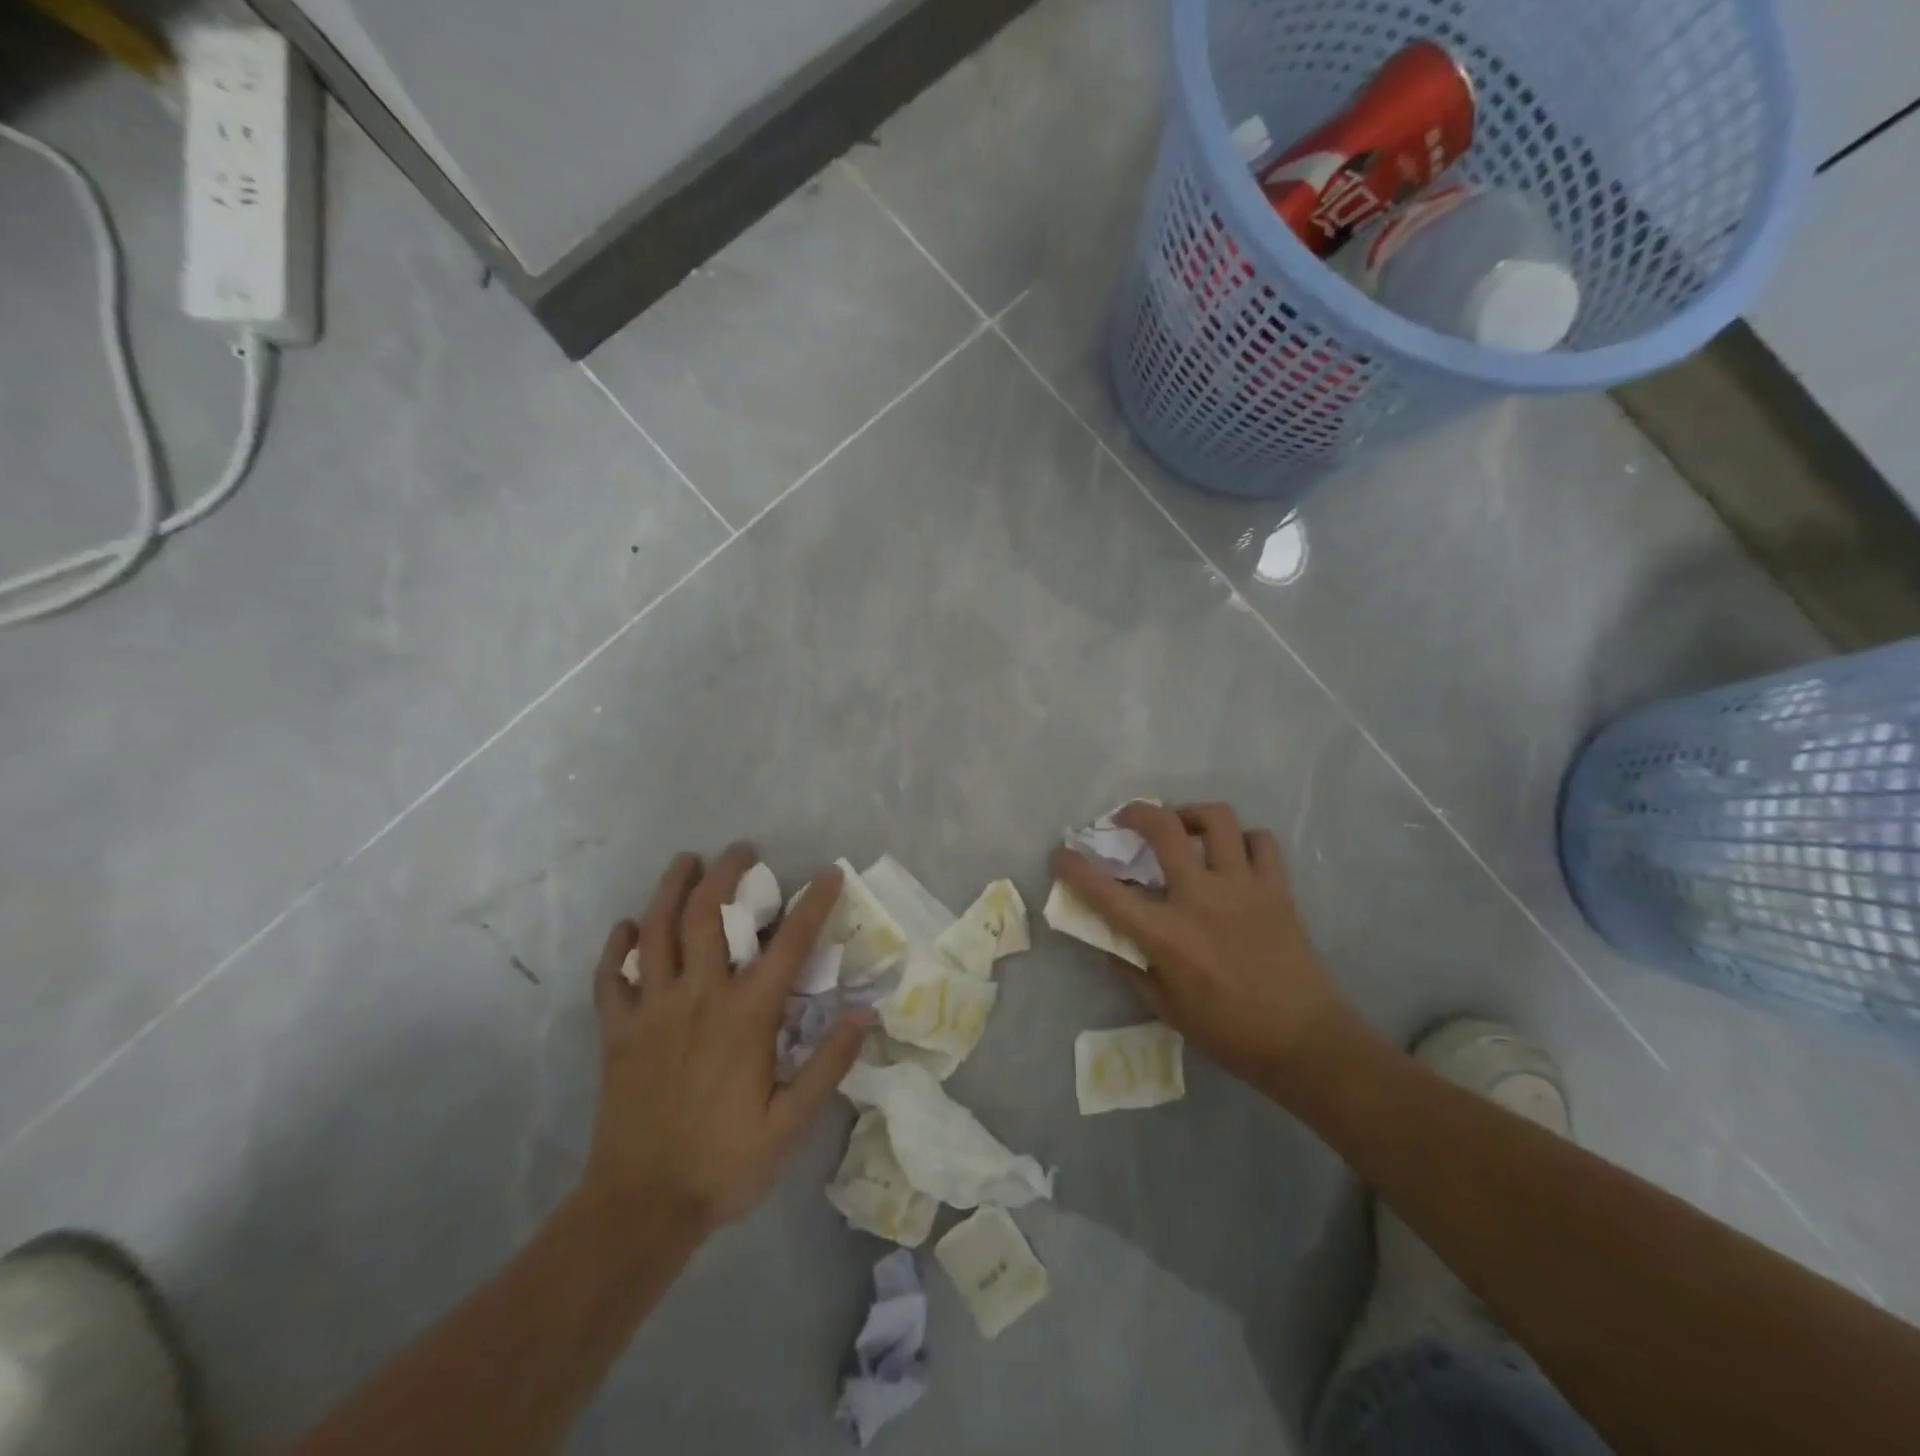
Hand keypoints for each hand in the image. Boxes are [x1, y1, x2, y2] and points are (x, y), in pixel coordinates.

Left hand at [583, 847, 869, 1234]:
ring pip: (657, 931)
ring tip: (685, 861)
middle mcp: (699, 997)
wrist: (640, 1208)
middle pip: (708, 915)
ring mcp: (651, 1010)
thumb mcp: (791, 1124)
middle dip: (727, 873)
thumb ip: (829, 1064)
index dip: (813, 903)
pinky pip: (611, 977)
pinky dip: (618, 946)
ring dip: (671, 889)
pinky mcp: (617, 1031)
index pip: (788, 944)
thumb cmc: (724, 1163)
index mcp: (746, 1016)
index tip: (829, 873)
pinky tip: (628, 927)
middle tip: (742, 850)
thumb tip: (863, 1012)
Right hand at [1052, 801, 1357, 1099]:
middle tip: (1128, 819)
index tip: (1060, 853)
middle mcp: (1200, 899)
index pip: (1106, 892)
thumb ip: (1132, 968)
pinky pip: (1261, 841)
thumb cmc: (1230, 1032)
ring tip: (1184, 828)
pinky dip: (1243, 839)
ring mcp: (1243, 888)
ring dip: (1192, 815)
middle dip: (1137, 812)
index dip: (1074, 868)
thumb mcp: (1167, 1008)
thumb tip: (1108, 942)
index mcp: (1167, 935)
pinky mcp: (1276, 889)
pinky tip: (1234, 855)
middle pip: (1164, 829)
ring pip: (1217, 820)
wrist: (1306, 1042)